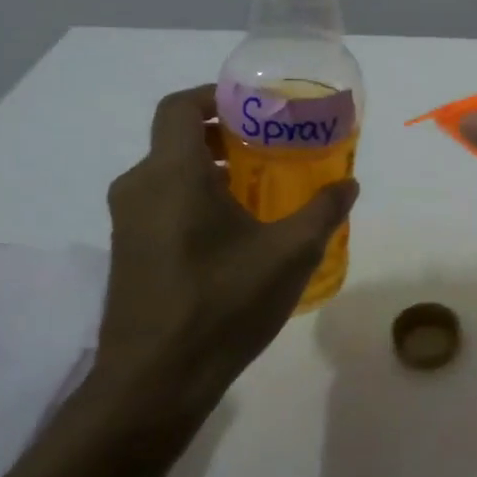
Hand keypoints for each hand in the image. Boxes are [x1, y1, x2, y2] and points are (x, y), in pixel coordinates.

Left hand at [88, 85, 358, 434]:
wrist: (155, 381)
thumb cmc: (222, 304)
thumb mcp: (290, 254)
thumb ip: (322, 211)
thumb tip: (348, 184)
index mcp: (172, 174)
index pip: (180, 106)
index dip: (214, 95)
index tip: (254, 104)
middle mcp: (140, 188)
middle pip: (177, 139)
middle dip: (224, 135)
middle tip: (271, 145)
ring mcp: (128, 223)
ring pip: (170, 174)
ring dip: (212, 170)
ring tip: (262, 188)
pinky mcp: (129, 252)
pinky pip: (163, 204)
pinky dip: (197, 198)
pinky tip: (237, 232)